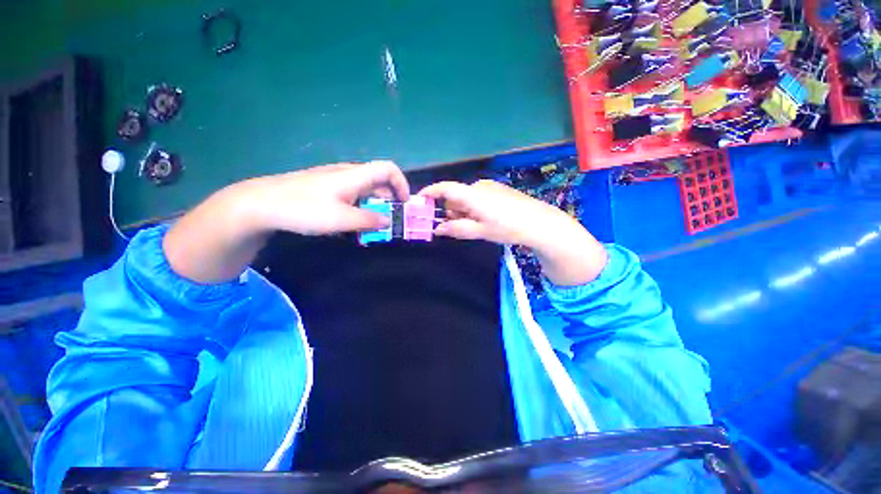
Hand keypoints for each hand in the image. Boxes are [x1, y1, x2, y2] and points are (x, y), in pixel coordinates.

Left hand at [242, 160, 409, 235]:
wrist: (261, 203)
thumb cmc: (304, 209)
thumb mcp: (341, 219)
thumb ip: (369, 219)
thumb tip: (387, 220)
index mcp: (355, 176)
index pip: (388, 169)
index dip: (402, 183)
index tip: (404, 203)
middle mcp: (347, 173)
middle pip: (379, 179)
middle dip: (390, 197)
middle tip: (391, 218)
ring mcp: (335, 179)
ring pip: (365, 187)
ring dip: (375, 203)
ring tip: (374, 222)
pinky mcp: (325, 186)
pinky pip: (352, 192)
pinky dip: (361, 204)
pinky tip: (353, 219)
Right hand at [419, 180, 607, 284]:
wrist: (540, 223)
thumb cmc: (508, 227)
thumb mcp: (480, 231)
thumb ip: (457, 229)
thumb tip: (437, 229)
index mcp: (472, 194)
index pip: (444, 188)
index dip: (429, 192)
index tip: (419, 201)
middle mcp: (478, 185)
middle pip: (455, 196)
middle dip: (451, 211)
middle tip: (457, 227)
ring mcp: (489, 186)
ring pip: (466, 198)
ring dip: (463, 211)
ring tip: (477, 226)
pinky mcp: (497, 189)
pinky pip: (477, 197)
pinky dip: (474, 208)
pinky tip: (487, 219)